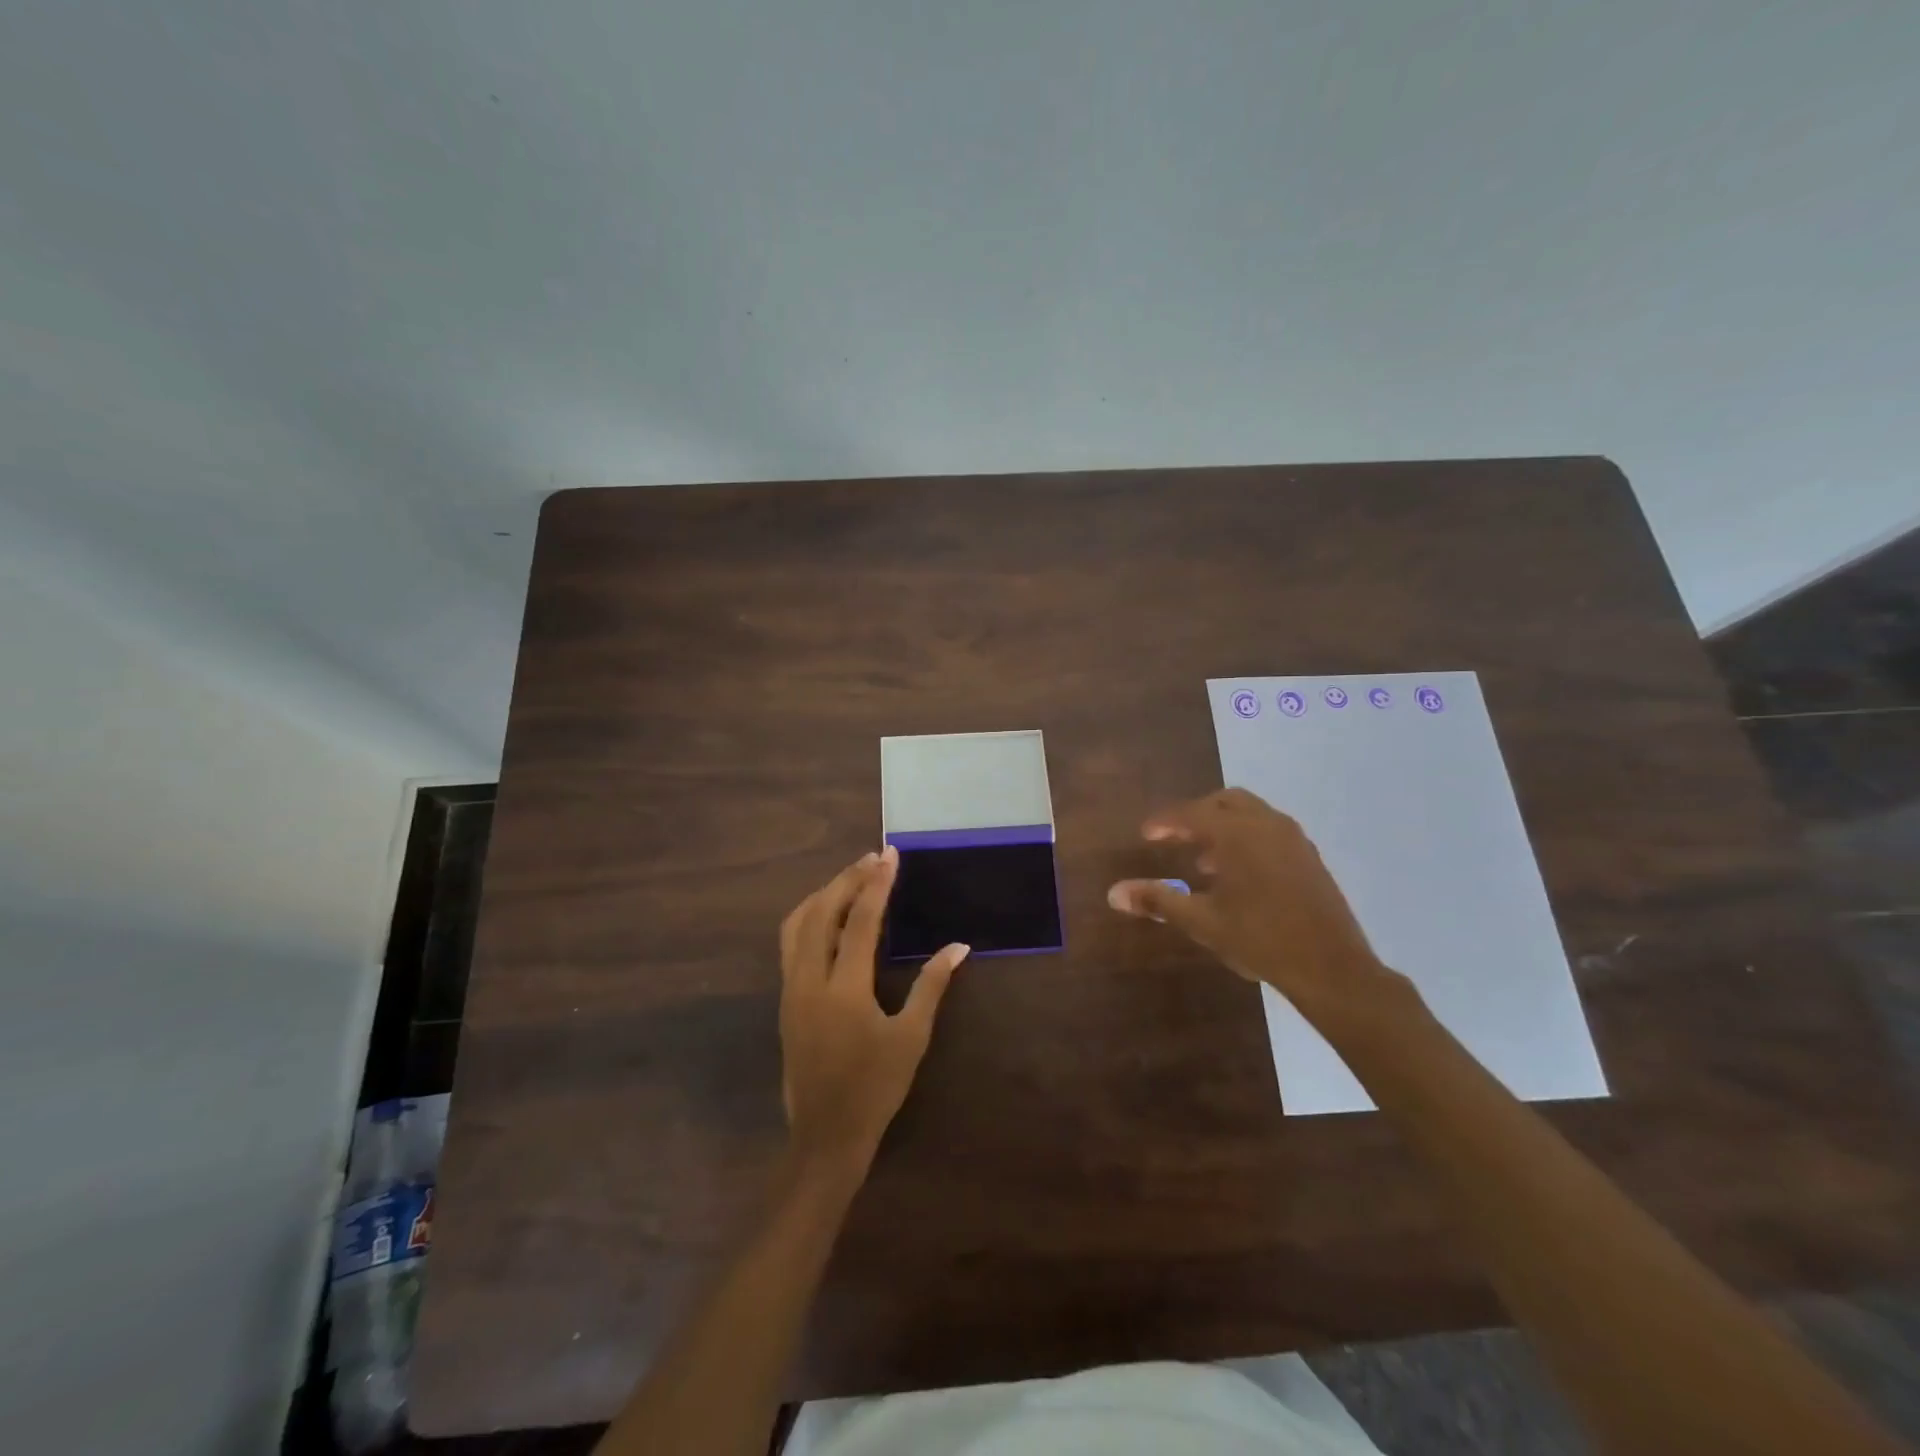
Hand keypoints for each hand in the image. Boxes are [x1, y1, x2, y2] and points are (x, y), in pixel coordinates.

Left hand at [778, 847, 969, 1173]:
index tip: (890, 856)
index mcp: (844, 989)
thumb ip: (932, 985)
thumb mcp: (911, 1037)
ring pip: (796, 924)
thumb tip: (959, 946)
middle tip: (873, 859)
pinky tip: (829, 916)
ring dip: (824, 894)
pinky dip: (809, 917)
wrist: (826, 1134)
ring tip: (851, 879)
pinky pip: (790, 943)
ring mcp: (791, 989)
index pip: (859, 921)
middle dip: (847, 879)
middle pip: (821, 912)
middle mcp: (809, 981)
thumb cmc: (875, 1087)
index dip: (877, 884)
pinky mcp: (785, 999)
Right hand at [1106, 788, 1396, 1023]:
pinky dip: (1247, 839)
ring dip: (1224, 827)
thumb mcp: (1201, 921)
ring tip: (1204, 861)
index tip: (1146, 835)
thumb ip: (1158, 901)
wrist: (1332, 968)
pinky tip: (1240, 875)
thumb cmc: (1260, 939)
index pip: (1191, 814)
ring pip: (1251, 814)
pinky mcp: (1309, 858)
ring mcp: (1293, 840)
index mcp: (1237, 833)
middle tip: (1175, 837)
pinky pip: (1270, 831)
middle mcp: (1266, 825)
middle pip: (1224, 801)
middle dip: (1196, 814)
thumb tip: (1114, 893)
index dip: (1164, 822)